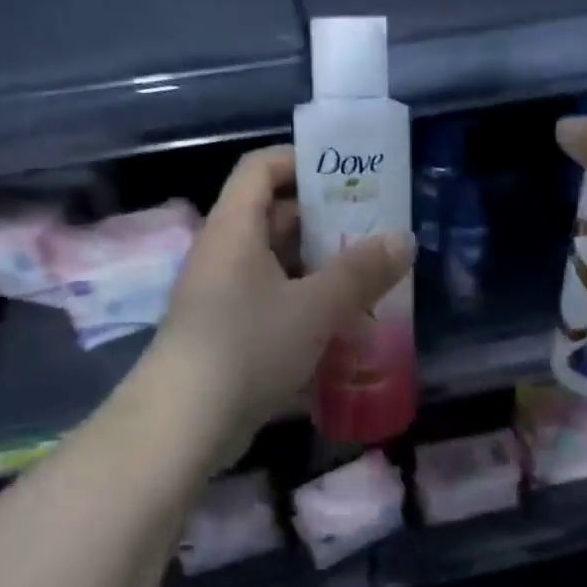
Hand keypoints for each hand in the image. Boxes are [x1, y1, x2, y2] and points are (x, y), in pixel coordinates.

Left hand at [147, 145, 413, 460]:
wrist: (182, 425)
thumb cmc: (247, 346)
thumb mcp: (314, 306)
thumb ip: (361, 271)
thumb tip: (403, 239)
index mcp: (235, 228)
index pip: (261, 167)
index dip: (301, 160)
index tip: (348, 174)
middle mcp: (224, 252)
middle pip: (274, 215)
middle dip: (325, 219)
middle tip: (374, 228)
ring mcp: (223, 294)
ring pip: (277, 263)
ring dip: (321, 266)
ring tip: (370, 276)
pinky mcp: (228, 332)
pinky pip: (272, 300)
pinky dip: (306, 302)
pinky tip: (342, 322)